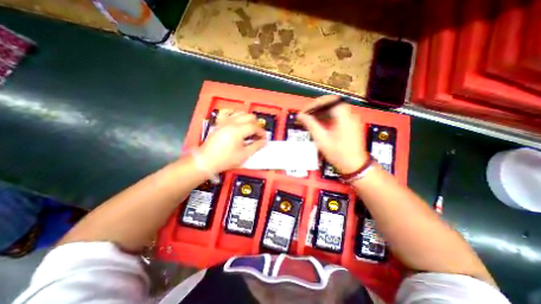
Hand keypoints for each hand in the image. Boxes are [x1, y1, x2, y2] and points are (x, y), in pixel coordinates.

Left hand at [198, 110, 266, 172]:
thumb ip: (256, 146)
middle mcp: (232, 122)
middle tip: (256, 136)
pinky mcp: (220, 123)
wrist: (206, 160)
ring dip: (248, 121)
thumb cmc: (225, 159)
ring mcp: (224, 121)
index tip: (264, 139)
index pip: (254, 126)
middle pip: (249, 116)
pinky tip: (238, 127)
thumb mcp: (243, 155)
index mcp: (238, 130)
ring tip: (248, 132)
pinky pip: (231, 115)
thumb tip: (264, 141)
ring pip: (241, 114)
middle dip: (256, 125)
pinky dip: (238, 119)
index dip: (262, 132)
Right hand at [296, 96, 367, 173]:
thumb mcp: (322, 140)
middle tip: (306, 115)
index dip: (314, 104)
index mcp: (343, 116)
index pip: (328, 101)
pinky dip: (327, 117)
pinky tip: (319, 123)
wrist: (354, 165)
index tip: (305, 112)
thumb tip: (300, 115)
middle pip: (331, 103)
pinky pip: (337, 115)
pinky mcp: (351, 124)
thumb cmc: (338, 154)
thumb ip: (311, 125)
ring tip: (310, 119)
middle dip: (317, 107)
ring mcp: (351, 119)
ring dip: (321, 112)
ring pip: (334, 108)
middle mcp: (349, 114)